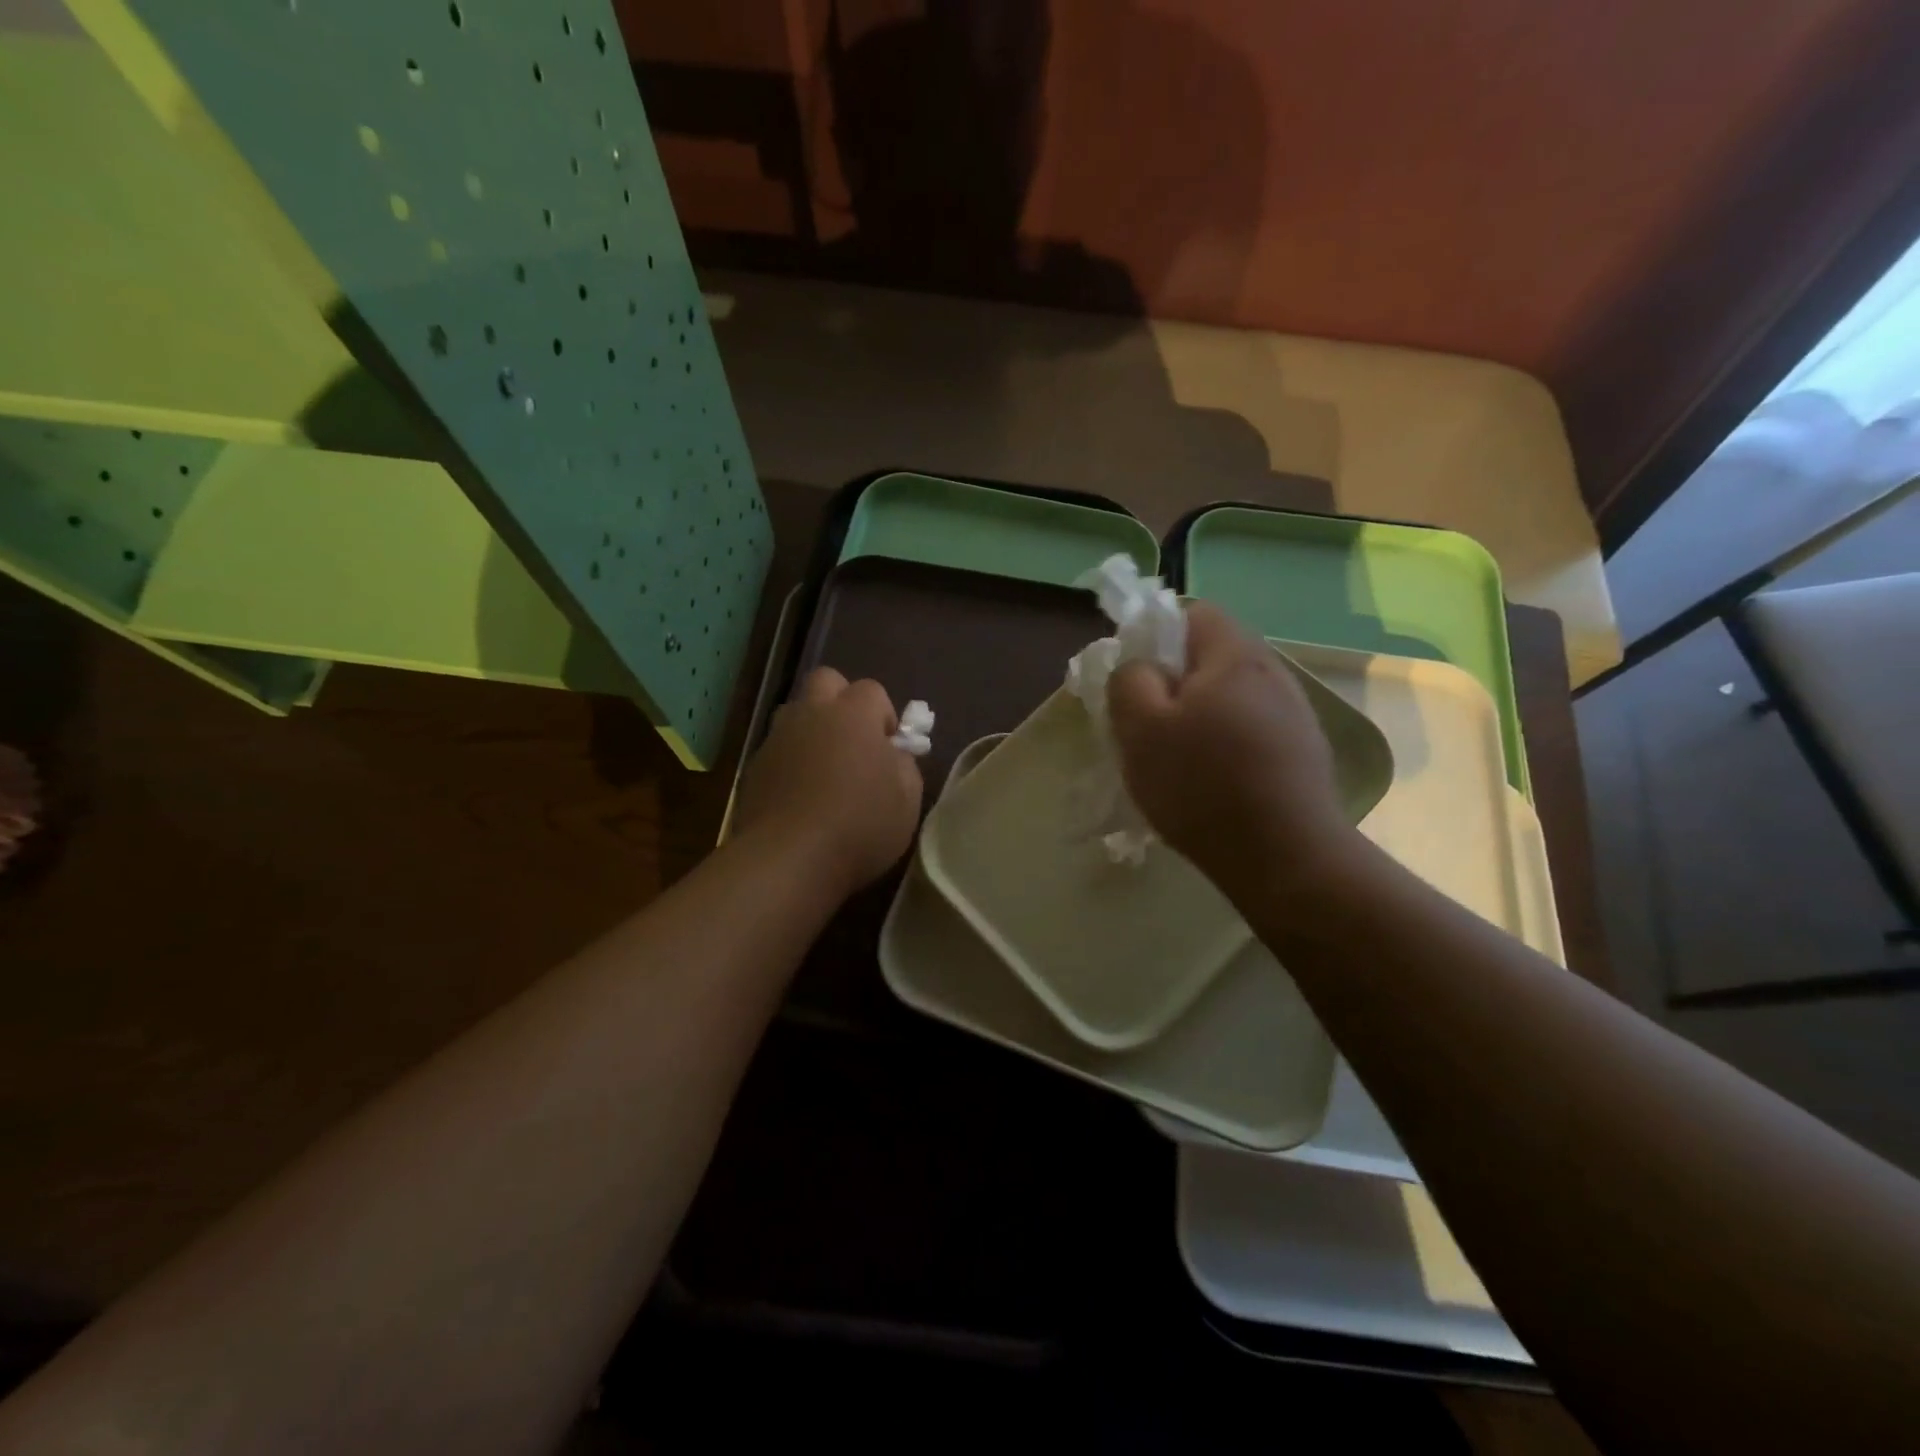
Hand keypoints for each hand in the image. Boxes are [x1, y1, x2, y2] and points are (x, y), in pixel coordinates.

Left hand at [733, 668, 924, 899]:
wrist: (789, 859)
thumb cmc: (860, 825)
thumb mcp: (907, 800)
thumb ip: (904, 766)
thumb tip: (893, 755)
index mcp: (853, 714)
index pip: (872, 690)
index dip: (884, 716)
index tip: (888, 750)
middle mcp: (811, 714)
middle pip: (825, 681)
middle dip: (841, 701)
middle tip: (853, 741)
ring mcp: (777, 739)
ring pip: (795, 713)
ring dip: (812, 729)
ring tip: (824, 769)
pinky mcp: (753, 768)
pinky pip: (777, 750)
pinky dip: (790, 762)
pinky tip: (800, 796)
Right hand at [1107, 603, 1359, 902]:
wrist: (1284, 856)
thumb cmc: (1202, 784)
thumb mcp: (1140, 727)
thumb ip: (1129, 679)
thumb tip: (1140, 666)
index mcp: (1234, 655)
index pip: (1193, 612)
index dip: (1157, 635)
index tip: (1137, 679)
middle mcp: (1274, 672)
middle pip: (1213, 656)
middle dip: (1177, 681)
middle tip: (1151, 724)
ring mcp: (1295, 713)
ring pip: (1233, 695)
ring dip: (1202, 715)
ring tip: (1180, 759)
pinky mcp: (1304, 751)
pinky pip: (1253, 728)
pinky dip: (1228, 742)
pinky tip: (1215, 781)